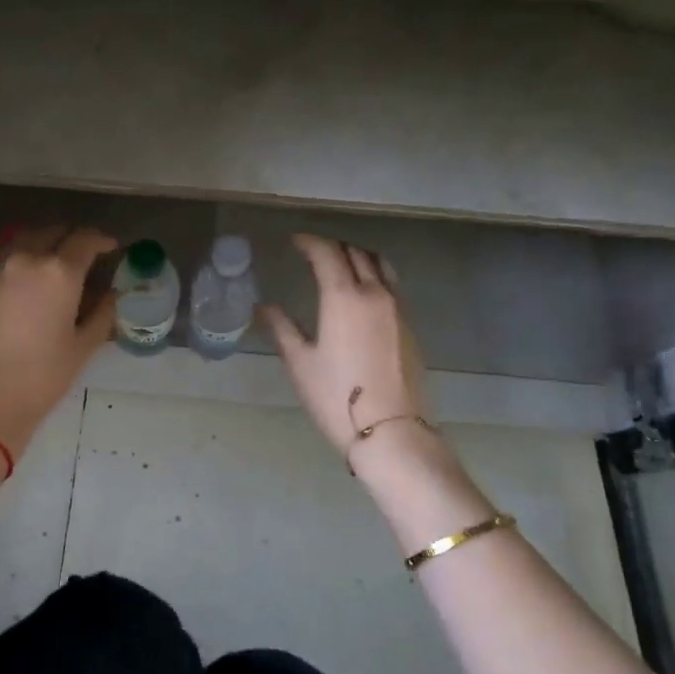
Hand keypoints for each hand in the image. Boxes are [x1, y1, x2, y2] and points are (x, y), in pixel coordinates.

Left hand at [0, 226, 117, 455]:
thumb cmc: (45, 374)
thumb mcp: (85, 344)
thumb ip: (103, 312)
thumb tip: (112, 294)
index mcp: (60, 272)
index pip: (85, 240)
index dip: (102, 240)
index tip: (111, 247)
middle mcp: (28, 258)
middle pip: (55, 231)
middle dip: (73, 238)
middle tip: (86, 254)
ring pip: (27, 237)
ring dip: (46, 242)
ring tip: (56, 260)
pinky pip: (5, 253)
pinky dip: (22, 254)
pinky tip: (28, 274)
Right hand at [261, 234, 429, 457]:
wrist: (392, 432)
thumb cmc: (336, 397)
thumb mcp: (300, 363)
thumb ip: (282, 328)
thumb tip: (264, 307)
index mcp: (344, 297)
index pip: (327, 253)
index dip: (309, 242)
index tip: (294, 241)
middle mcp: (375, 294)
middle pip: (356, 253)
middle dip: (333, 246)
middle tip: (314, 251)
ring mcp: (398, 309)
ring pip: (380, 265)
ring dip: (358, 257)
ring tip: (341, 265)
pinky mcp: (410, 327)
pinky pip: (392, 286)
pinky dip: (374, 276)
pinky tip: (362, 295)